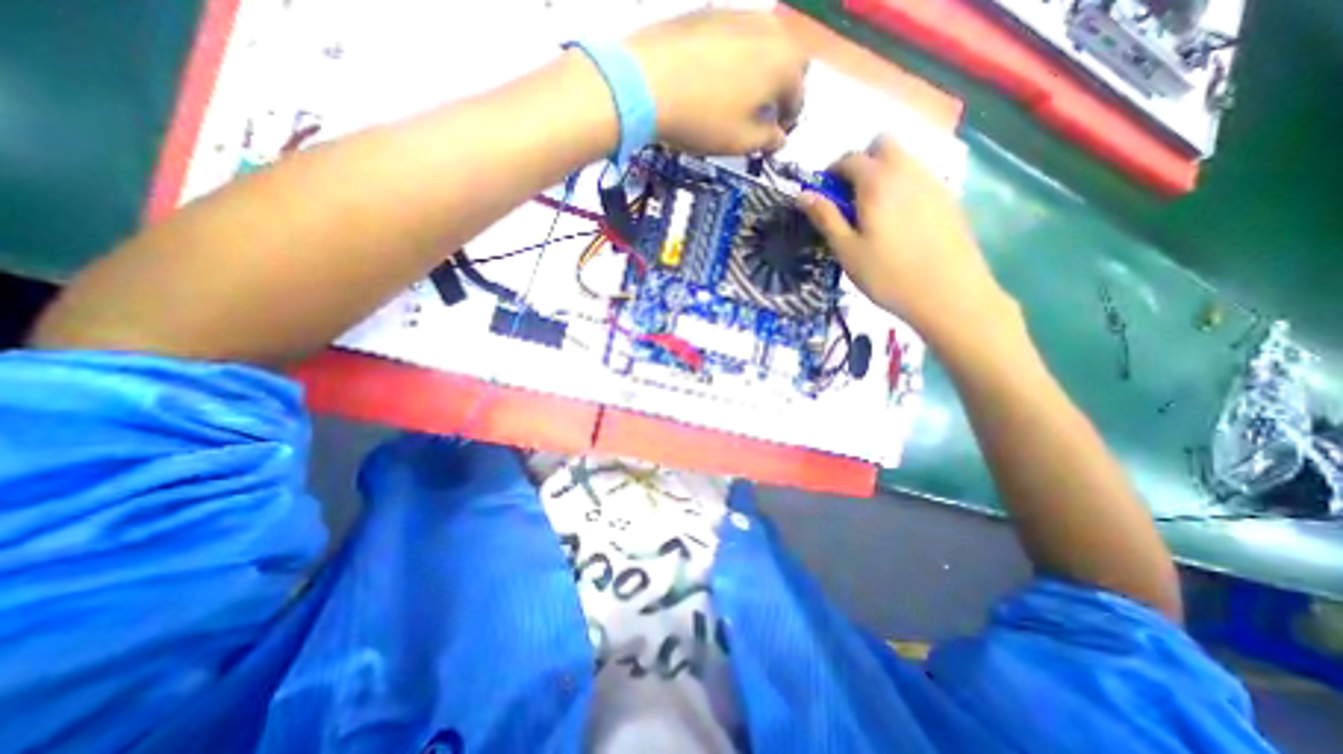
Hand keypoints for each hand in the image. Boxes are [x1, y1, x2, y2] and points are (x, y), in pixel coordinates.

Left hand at [628, 9, 799, 152]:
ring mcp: (738, 15)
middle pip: (788, 62)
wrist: (644, 83)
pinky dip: (737, 57)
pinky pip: (736, 37)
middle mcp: (768, 30)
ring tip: (740, 97)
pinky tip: (716, 78)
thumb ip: (767, 140)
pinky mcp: (709, 12)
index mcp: (783, 64)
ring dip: (760, 71)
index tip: (776, 134)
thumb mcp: (739, 142)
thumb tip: (778, 138)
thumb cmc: (701, 119)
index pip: (798, 96)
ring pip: (763, 45)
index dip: (789, 120)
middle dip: (781, 89)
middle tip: (763, 113)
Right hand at [796, 131, 1017, 345]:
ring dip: (883, 173)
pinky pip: (920, 177)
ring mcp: (933, 181)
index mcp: (878, 181)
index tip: (824, 196)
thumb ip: (825, 218)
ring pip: (904, 158)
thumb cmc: (887, 275)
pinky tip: (899, 221)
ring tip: (873, 213)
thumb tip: (803, 195)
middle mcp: (908, 170)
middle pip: (882, 144)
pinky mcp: (949, 198)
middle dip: (861, 163)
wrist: (948, 294)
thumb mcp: (847, 250)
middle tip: (850, 199)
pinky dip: (903, 186)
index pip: (849, 158)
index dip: (831, 173)